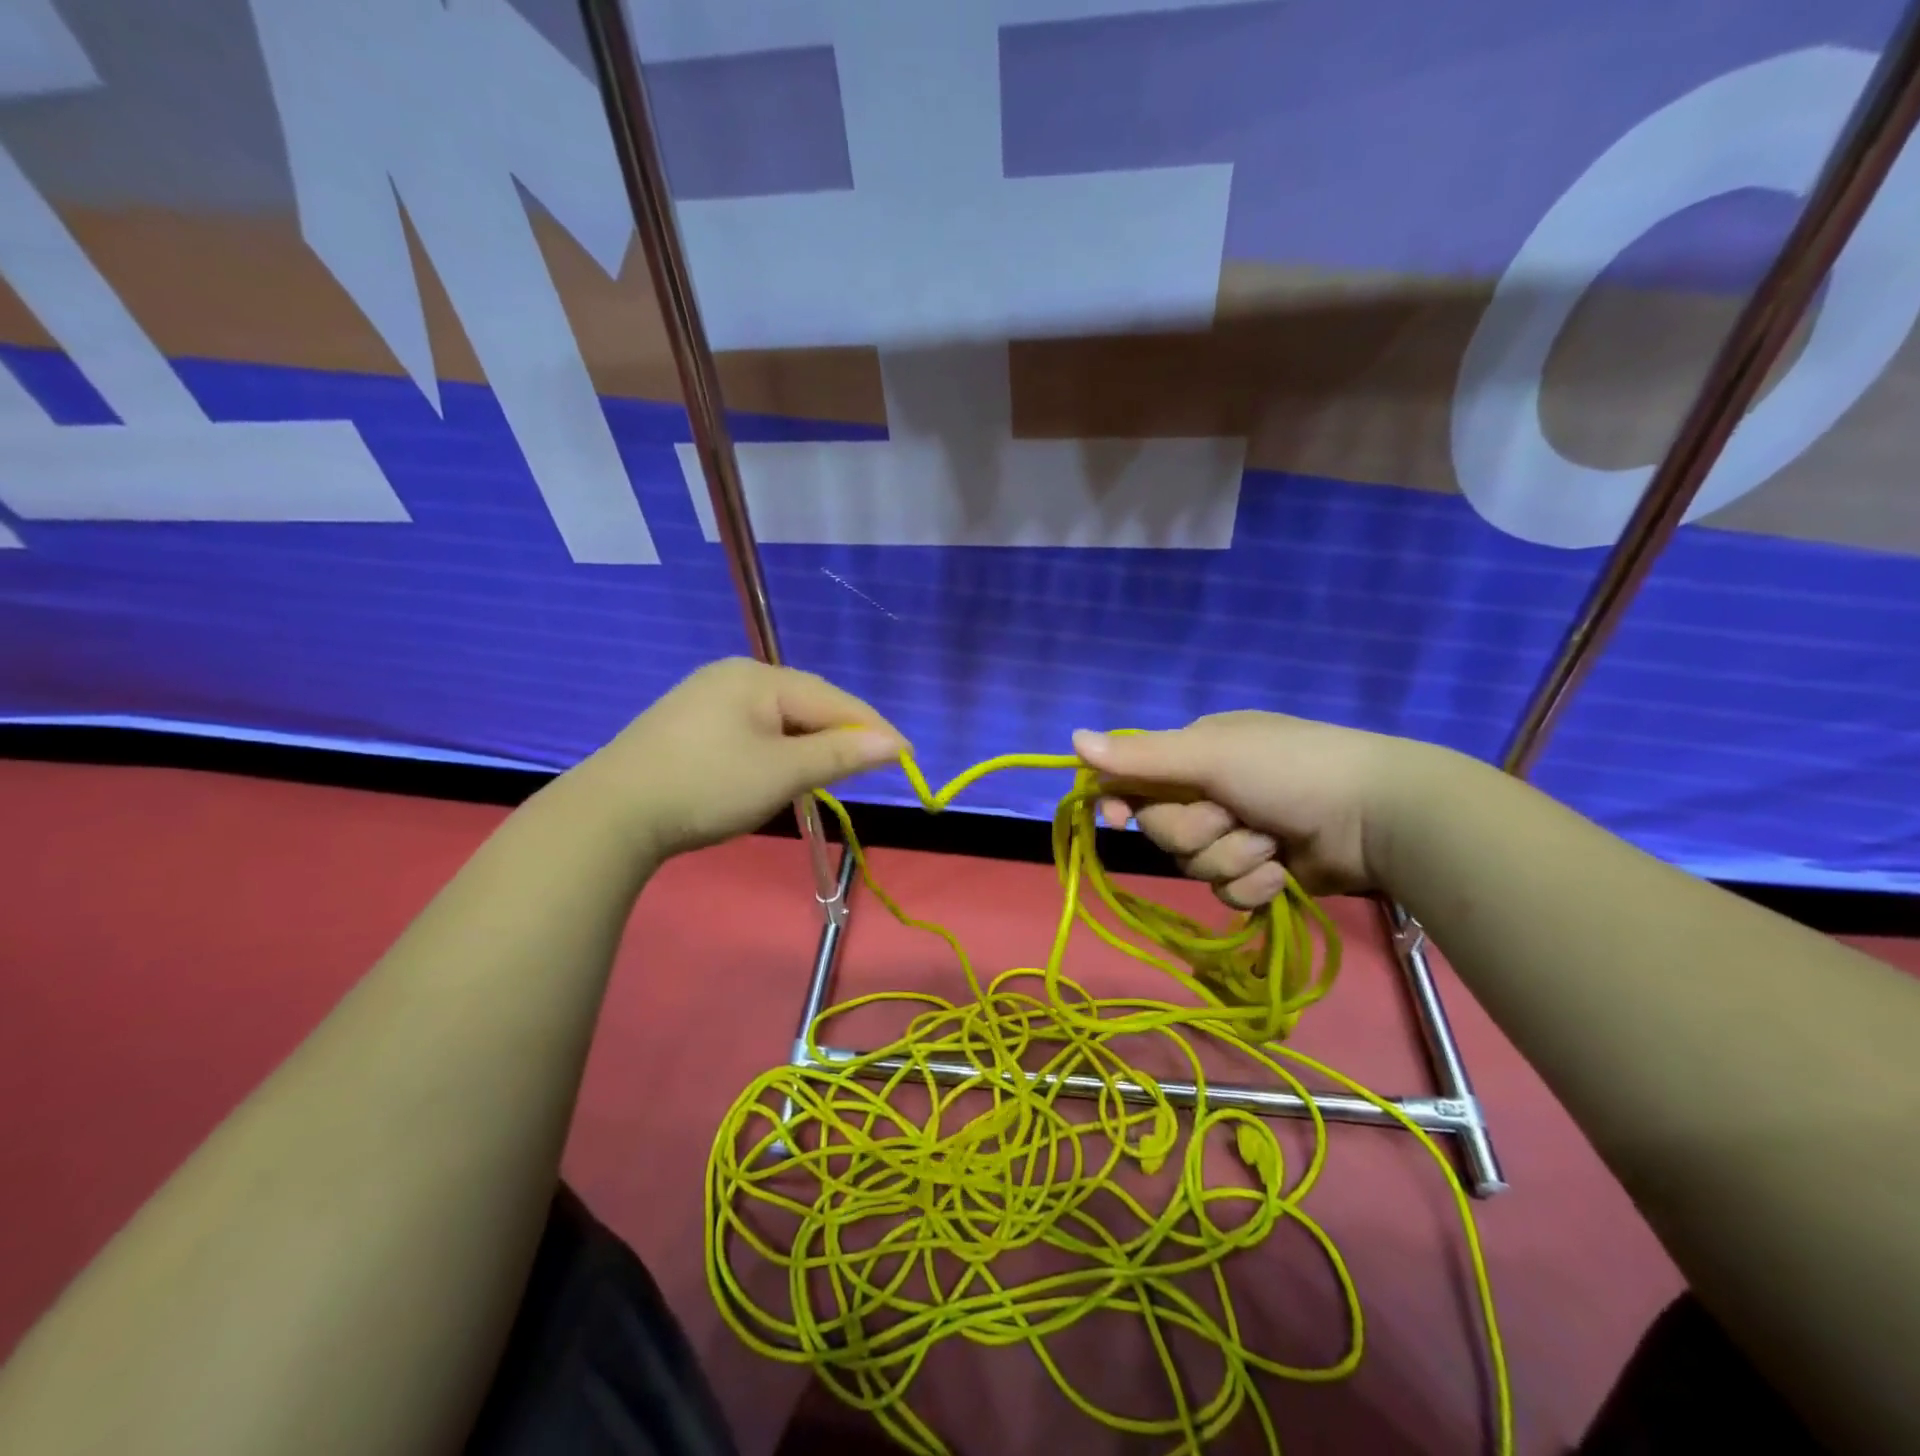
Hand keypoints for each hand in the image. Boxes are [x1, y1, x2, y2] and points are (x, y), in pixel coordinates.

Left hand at [574, 658, 905, 863]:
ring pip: (779, 719)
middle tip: (866, 770)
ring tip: (826, 775)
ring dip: (808, 746)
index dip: (872, 729)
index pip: (833, 699)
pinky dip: (777, 751)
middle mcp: (734, 676)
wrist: (611, 815)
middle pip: (806, 704)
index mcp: (758, 677)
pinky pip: (752, 730)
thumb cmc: (707, 787)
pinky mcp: (689, 724)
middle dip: (839, 737)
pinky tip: (778, 771)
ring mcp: (707, 698)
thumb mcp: (782, 772)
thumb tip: (896, 743)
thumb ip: (841, 755)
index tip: (906, 756)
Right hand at [1073, 712, 1435, 905]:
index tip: (1119, 821)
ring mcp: (1237, 836)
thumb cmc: (1290, 769)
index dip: (1122, 804)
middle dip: (1197, 831)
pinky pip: (1230, 894)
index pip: (1134, 782)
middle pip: (1163, 832)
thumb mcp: (1211, 755)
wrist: (1378, 815)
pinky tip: (1284, 870)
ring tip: (1272, 843)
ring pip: (1195, 867)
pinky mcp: (1261, 874)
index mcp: (1196, 756)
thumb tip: (1073, 738)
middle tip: (1233, 815)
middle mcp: (1210, 793)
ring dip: (1233, 859)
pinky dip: (1256, 885)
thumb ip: (1142, 756)